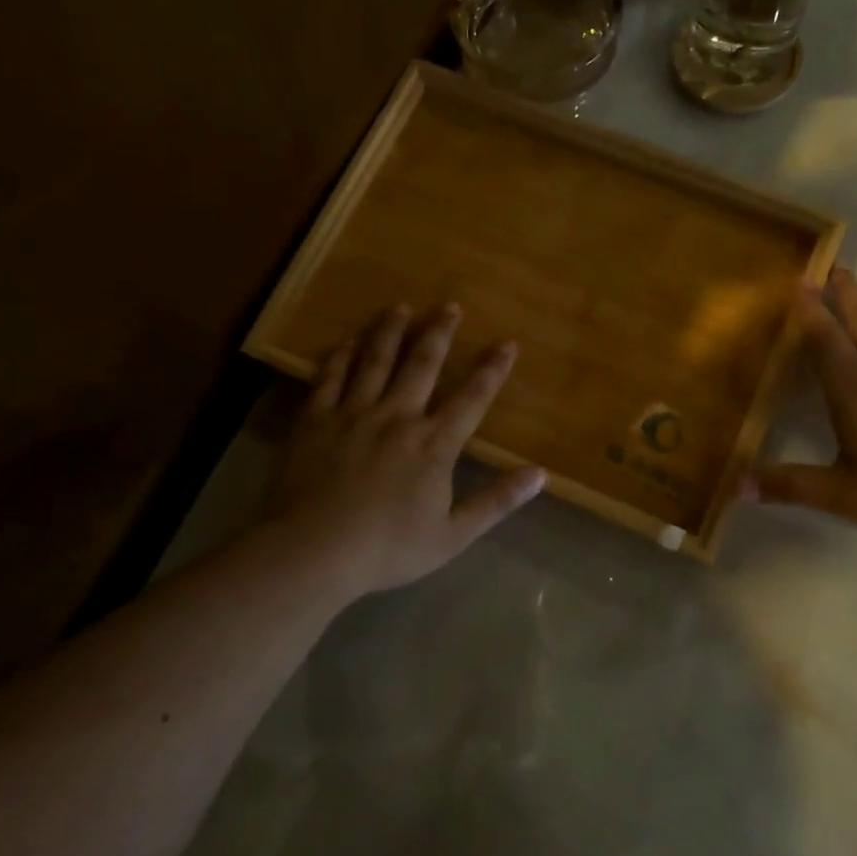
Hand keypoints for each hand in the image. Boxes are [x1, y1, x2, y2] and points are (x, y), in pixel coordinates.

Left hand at [266, 303, 546, 594]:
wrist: (316, 550)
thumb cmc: (389, 548)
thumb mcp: (454, 534)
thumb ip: (497, 501)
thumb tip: (540, 475)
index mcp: (434, 444)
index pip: (472, 398)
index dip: (492, 370)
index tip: (507, 343)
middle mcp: (398, 417)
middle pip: (422, 365)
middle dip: (439, 333)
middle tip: (449, 305)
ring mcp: (354, 414)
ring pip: (375, 361)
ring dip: (390, 332)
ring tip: (401, 307)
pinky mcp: (316, 420)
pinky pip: (329, 378)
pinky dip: (340, 356)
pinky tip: (347, 341)